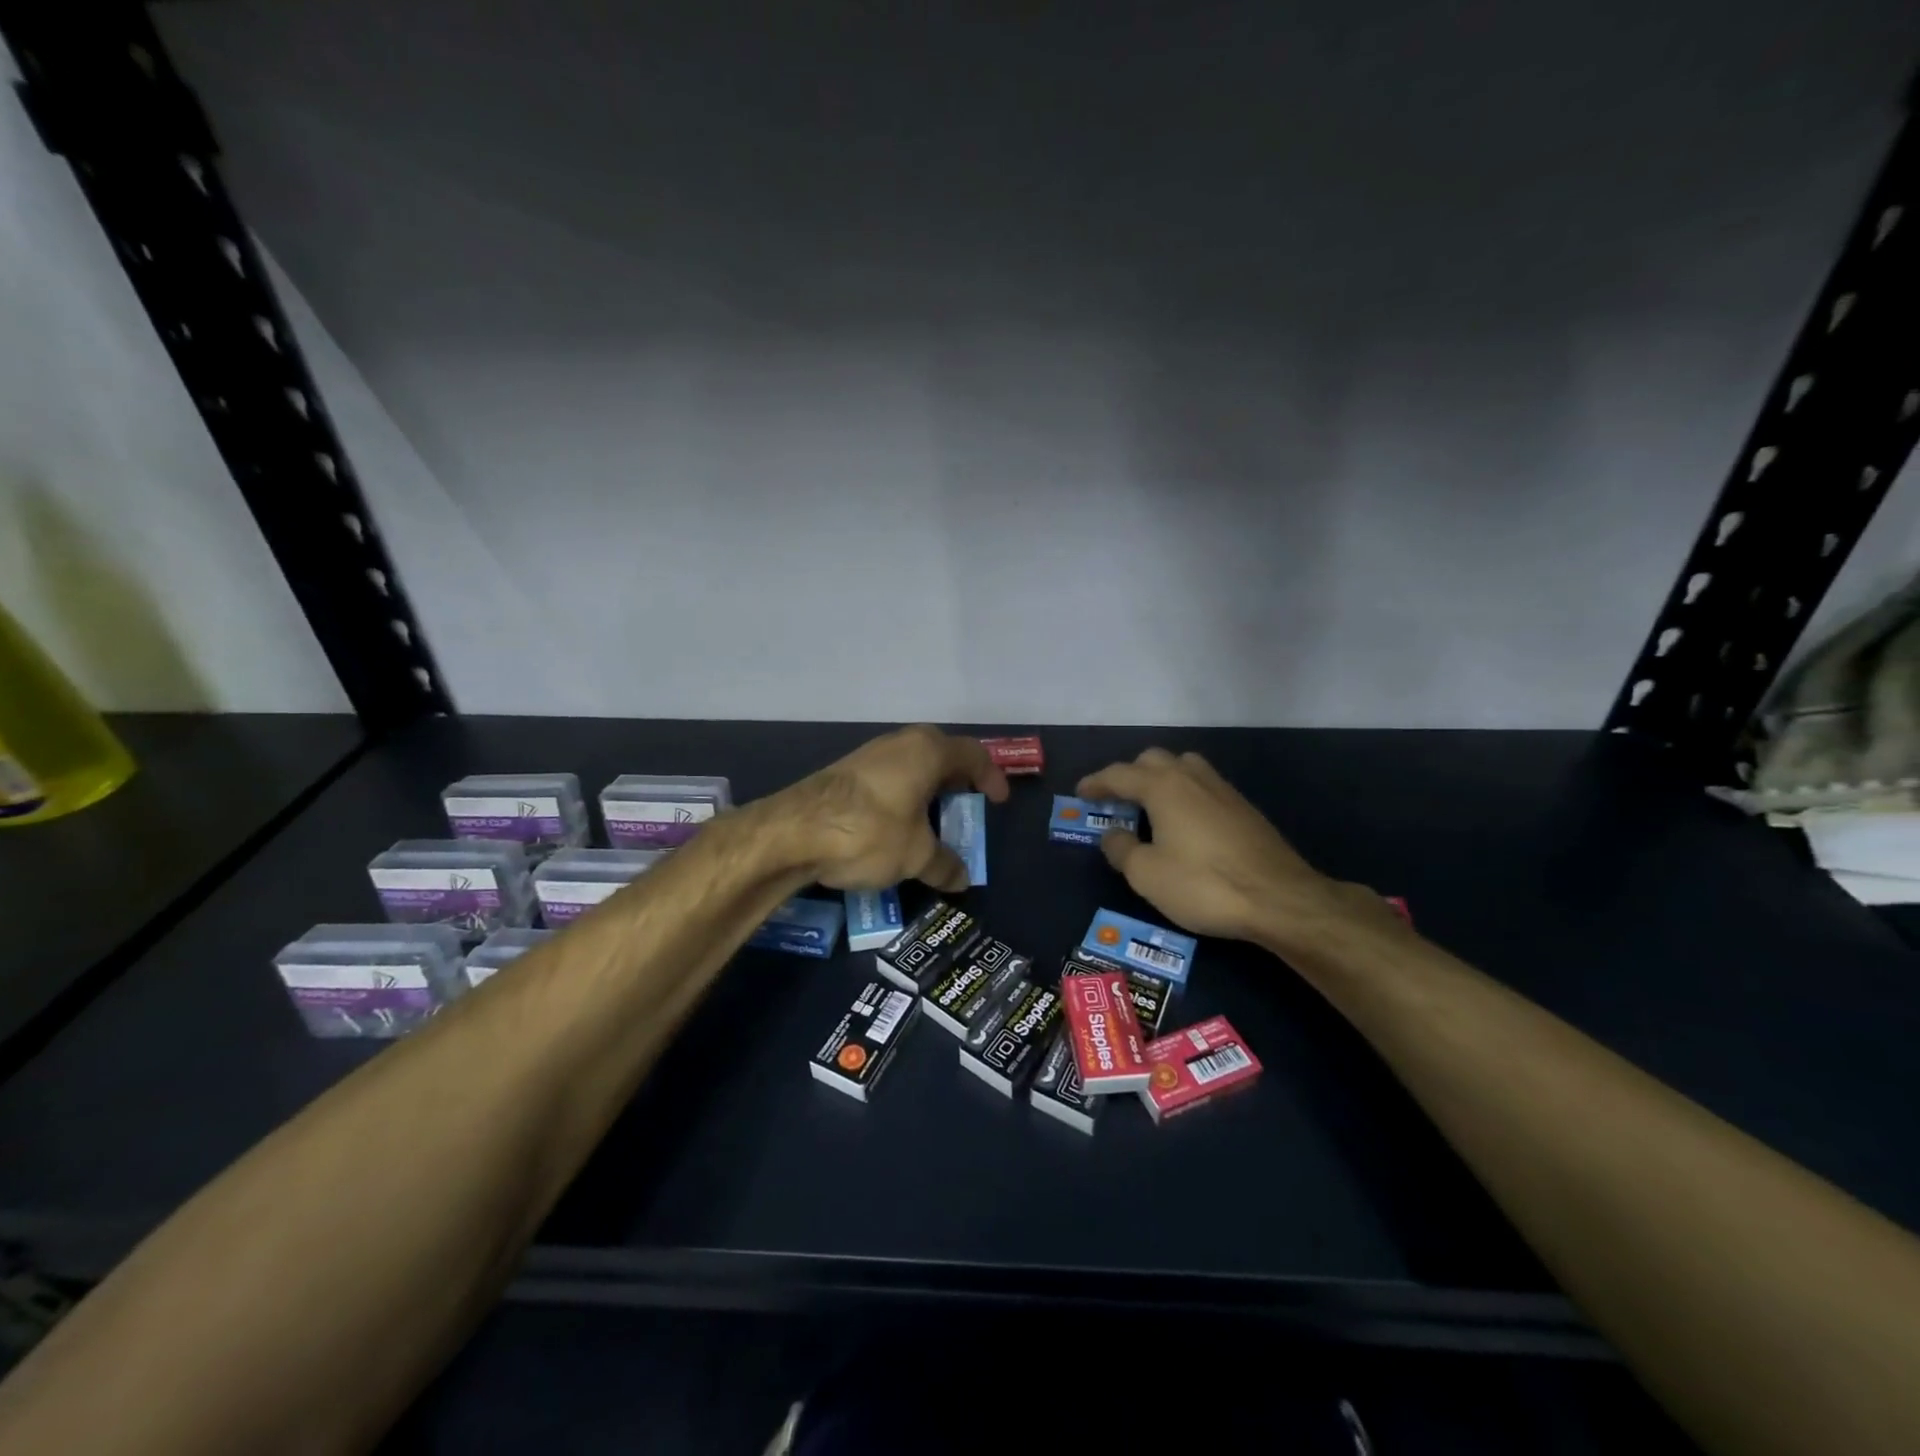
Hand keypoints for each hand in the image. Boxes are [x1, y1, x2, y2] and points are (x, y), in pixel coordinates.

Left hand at [777, 725, 1008, 893]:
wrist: (793, 832)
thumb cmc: (870, 832)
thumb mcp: (915, 855)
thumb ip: (943, 865)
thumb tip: (961, 879)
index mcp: (927, 751)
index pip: (973, 754)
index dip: (991, 777)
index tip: (997, 802)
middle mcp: (900, 744)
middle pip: (941, 756)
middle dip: (957, 783)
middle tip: (966, 809)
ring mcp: (869, 755)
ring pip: (911, 767)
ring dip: (927, 792)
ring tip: (933, 823)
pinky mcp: (845, 773)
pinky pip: (888, 779)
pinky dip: (902, 798)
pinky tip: (897, 827)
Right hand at [1079, 749, 1387, 949]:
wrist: (1281, 898)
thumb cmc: (1204, 884)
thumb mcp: (1147, 874)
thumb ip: (1122, 849)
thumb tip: (1113, 834)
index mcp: (1163, 787)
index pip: (1119, 774)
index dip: (1097, 783)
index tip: (1080, 792)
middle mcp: (1192, 777)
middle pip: (1153, 760)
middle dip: (1129, 774)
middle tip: (1115, 799)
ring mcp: (1223, 789)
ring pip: (1183, 767)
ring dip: (1160, 777)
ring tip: (1150, 803)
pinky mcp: (1244, 807)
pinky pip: (1203, 785)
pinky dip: (1184, 792)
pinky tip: (1185, 820)